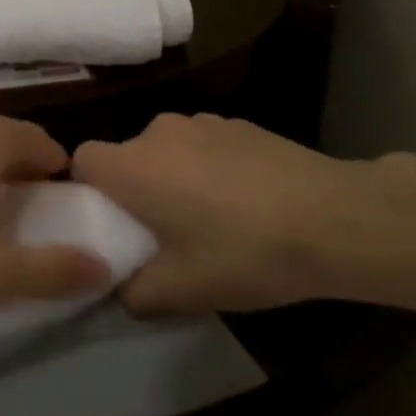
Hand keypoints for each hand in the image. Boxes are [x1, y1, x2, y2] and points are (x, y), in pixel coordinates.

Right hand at [72, 113, 415, 314]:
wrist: (333, 218)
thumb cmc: (244, 253)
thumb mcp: (182, 291)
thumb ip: (135, 294)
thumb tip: (123, 289)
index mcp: (133, 166)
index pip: (82, 160)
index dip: (88, 191)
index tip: (112, 225)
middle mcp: (159, 132)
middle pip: (128, 156)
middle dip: (136, 190)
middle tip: (164, 233)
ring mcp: (203, 121)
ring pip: (168, 150)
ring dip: (175, 177)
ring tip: (212, 218)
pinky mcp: (240, 123)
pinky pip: (205, 144)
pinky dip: (211, 167)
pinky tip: (248, 201)